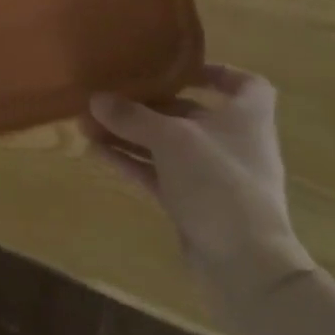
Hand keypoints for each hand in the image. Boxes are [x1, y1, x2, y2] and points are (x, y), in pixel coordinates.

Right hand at [86, 64, 311, 301]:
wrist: (245, 266)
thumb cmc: (219, 183)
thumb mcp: (171, 139)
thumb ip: (132, 117)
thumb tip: (95, 98)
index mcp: (246, 118)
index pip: (246, 84)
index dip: (217, 72)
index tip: (179, 68)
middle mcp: (232, 143)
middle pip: (191, 113)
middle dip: (149, 104)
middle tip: (110, 95)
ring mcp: (212, 177)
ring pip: (167, 145)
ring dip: (130, 133)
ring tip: (88, 123)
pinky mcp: (193, 204)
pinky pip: (157, 173)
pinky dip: (130, 161)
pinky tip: (96, 152)